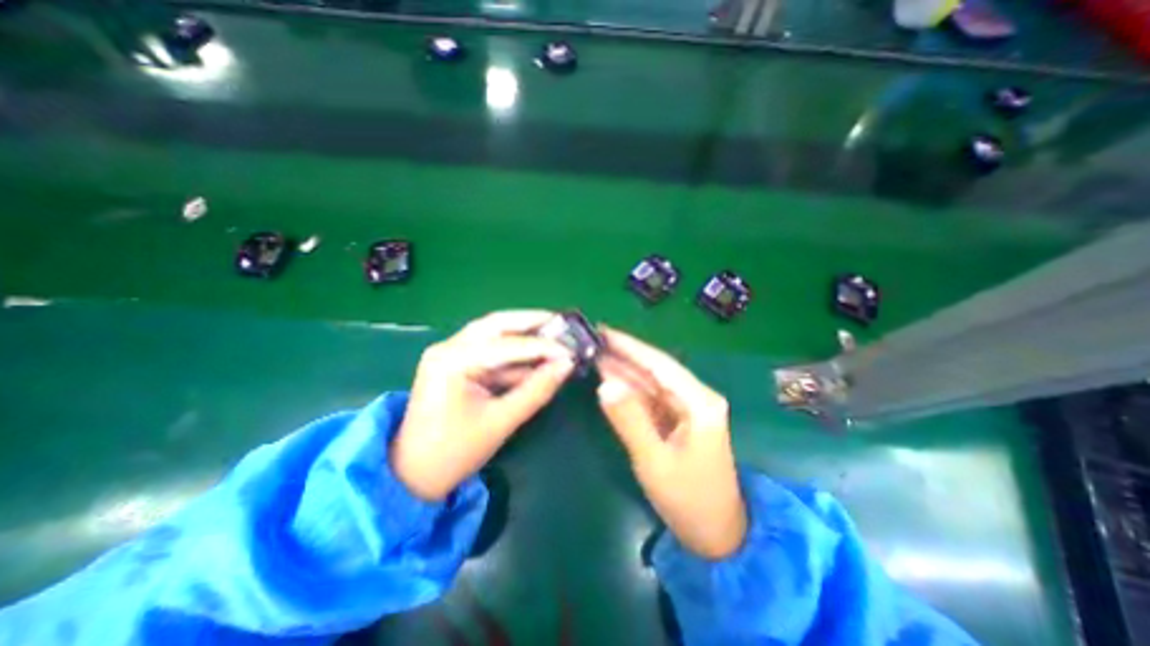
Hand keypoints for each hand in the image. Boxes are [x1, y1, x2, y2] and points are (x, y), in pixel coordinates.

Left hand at [393, 310, 573, 502]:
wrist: (411, 475)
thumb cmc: (453, 453)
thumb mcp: (500, 422)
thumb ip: (536, 390)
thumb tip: (566, 365)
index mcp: (453, 361)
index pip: (507, 345)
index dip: (543, 347)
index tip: (571, 349)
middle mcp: (449, 347)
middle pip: (497, 324)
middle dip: (531, 322)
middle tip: (562, 323)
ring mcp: (450, 353)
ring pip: (493, 333)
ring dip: (524, 334)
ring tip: (554, 335)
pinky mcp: (455, 363)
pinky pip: (489, 351)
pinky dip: (513, 353)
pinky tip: (535, 356)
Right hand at [592, 329, 746, 560]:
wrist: (717, 535)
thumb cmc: (689, 500)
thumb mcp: (654, 461)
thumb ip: (629, 419)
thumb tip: (605, 383)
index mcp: (699, 402)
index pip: (659, 363)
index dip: (629, 346)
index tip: (603, 331)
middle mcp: (695, 397)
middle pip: (654, 368)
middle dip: (623, 354)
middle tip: (592, 339)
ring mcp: (686, 407)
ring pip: (650, 382)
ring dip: (623, 369)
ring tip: (594, 353)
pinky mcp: (677, 419)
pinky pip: (649, 398)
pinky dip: (628, 388)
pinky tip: (609, 378)